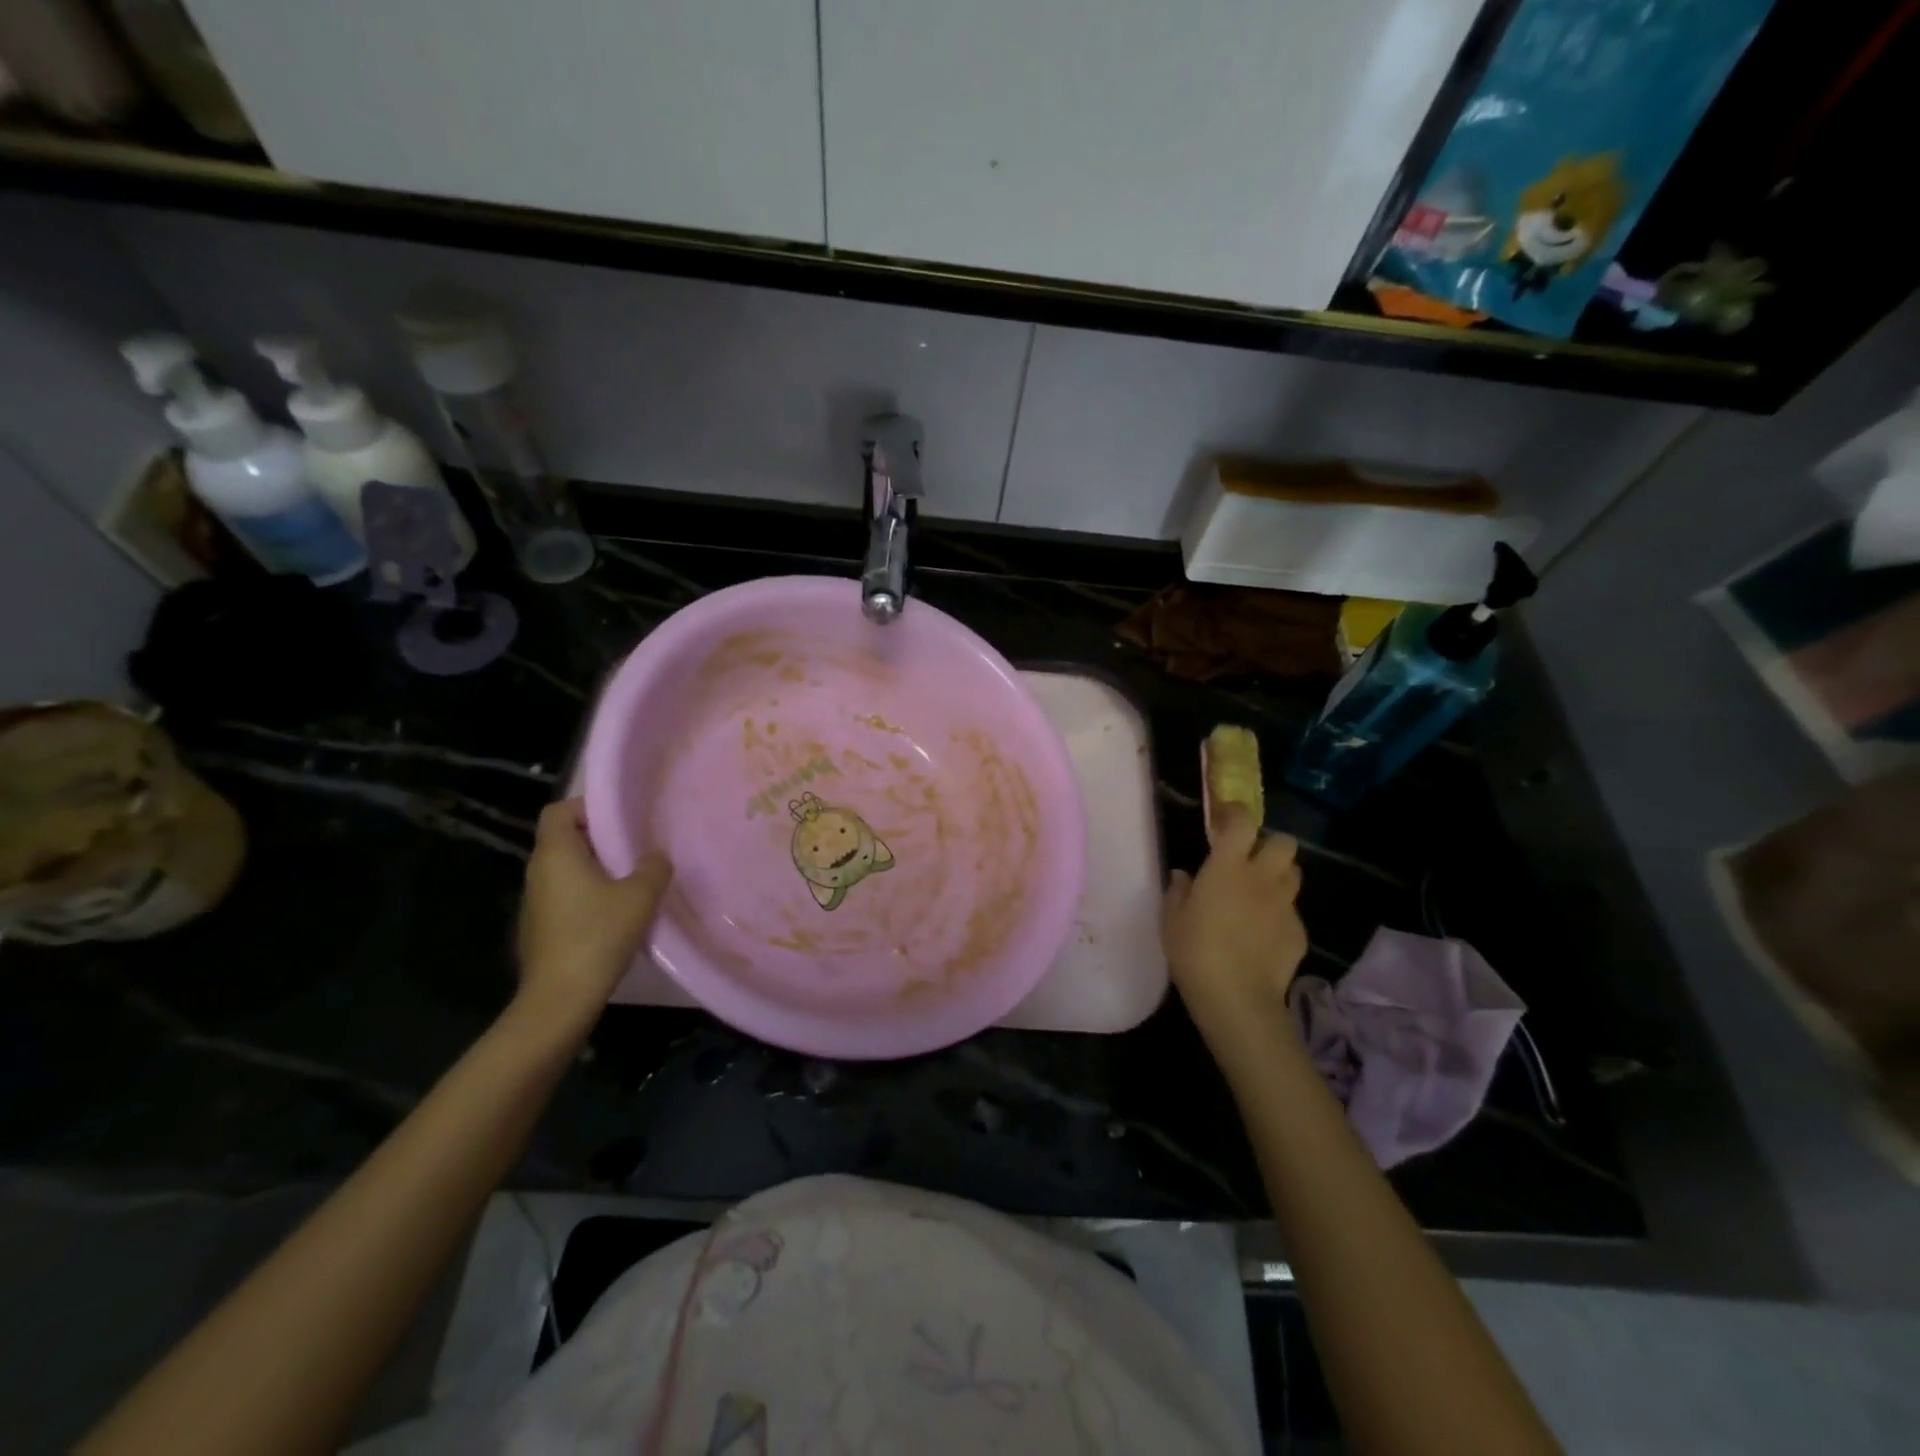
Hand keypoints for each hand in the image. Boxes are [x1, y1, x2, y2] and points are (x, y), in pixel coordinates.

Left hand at [516, 799, 671, 1025]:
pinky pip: (565, 894)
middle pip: (564, 838)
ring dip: (596, 868)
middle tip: (635, 847)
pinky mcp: (540, 926)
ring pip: (566, 869)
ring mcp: (536, 901)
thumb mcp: (640, 896)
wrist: (560, 998)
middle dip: (599, 838)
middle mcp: (538, 871)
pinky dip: (588, 893)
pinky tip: (616, 912)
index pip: (559, 810)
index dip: (587, 807)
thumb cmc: (598, 935)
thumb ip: (653, 867)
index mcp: (556, 854)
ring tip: (632, 879)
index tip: (620, 819)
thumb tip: (655, 857)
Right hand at [1162, 802, 1306, 1045]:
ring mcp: (1285, 905)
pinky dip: (1279, 914)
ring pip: (1293, 874)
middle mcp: (1262, 878)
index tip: (1224, 816)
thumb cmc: (1195, 953)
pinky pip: (1291, 911)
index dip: (1235, 812)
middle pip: (1284, 843)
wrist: (1237, 999)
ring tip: (1259, 893)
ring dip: (1278, 876)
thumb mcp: (1171, 920)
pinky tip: (1262, 933)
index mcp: (1227, 868)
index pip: (1242, 822)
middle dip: (1269, 844)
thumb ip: (1178, 891)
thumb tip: (1184, 876)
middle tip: (1249, 859)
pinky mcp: (1299, 932)